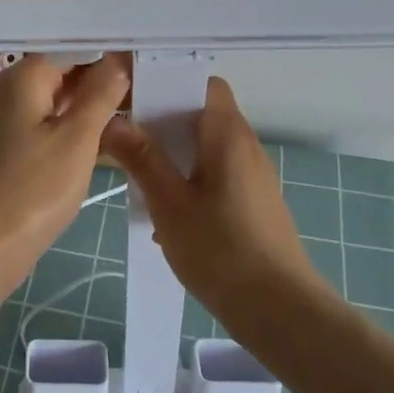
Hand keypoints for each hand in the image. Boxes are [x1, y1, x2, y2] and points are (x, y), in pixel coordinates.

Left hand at [0, 54, 130, 303]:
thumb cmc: (32, 187)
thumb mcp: (76, 139)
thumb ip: (100, 95)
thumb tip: (119, 60)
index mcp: (26, 76)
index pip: (77, 49)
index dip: (113, 54)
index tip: (153, 61)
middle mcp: (15, 91)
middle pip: (69, 74)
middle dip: (108, 81)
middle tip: (156, 87)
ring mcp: (14, 122)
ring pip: (64, 104)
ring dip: (98, 109)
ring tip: (146, 109)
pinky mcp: (18, 152)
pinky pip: (55, 129)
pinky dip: (81, 132)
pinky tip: (115, 140)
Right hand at [100, 76, 328, 326]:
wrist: (281, 311)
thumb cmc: (222, 250)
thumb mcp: (169, 203)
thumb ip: (141, 158)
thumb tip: (112, 120)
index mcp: (227, 134)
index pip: (202, 83)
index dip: (168, 81)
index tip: (131, 93)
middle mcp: (245, 146)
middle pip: (201, 113)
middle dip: (161, 120)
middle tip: (123, 134)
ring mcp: (252, 176)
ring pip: (206, 146)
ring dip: (172, 153)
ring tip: (137, 173)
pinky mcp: (253, 202)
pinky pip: (215, 173)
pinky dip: (188, 178)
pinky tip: (165, 212)